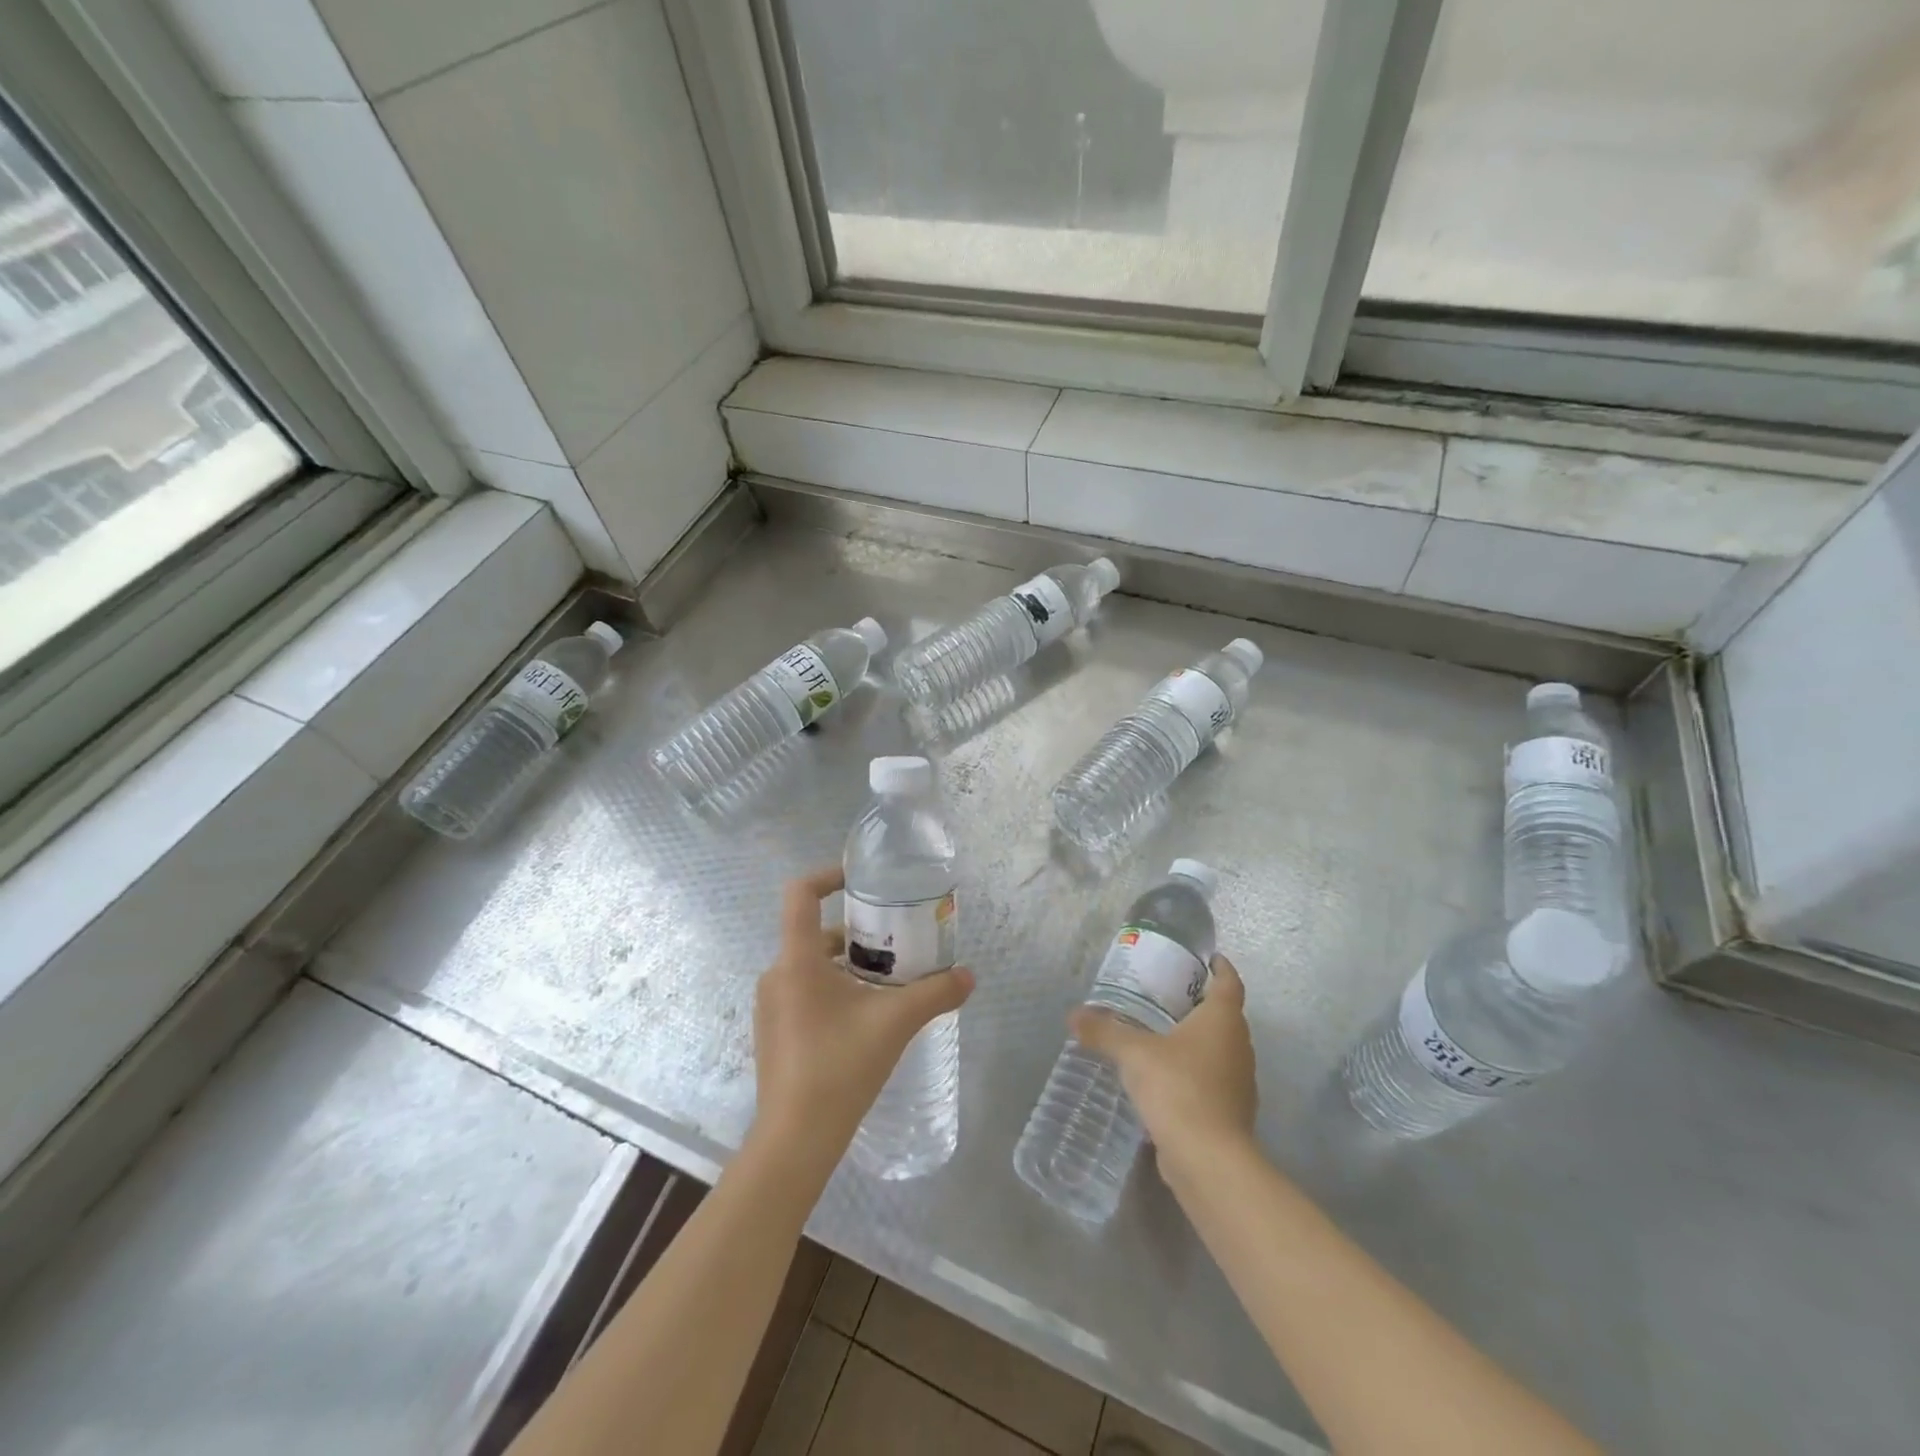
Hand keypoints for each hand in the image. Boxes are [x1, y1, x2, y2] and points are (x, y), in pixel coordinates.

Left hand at [751, 867, 973, 1172]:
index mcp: (798, 960)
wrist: (796, 1139)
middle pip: (814, 933)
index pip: (801, 894)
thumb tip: (969, 977)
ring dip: (847, 964)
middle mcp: (777, 974)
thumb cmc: (841, 1066)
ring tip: (887, 981)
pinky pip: (803, 992)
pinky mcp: (773, 1032)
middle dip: (855, 931)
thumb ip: (935, 993)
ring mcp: (771, 1006)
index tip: (861, 880)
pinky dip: (833, 989)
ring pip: (811, 965)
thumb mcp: (896, 1023)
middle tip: (893, 940)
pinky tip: (864, 1017)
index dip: (828, 876)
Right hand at [1070, 952, 1257, 1177]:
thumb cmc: (1178, 1088)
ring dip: (1197, 1040)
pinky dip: (1194, 1072)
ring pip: (1220, 1049)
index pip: (1230, 982)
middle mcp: (1239, 1046)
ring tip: (1161, 1034)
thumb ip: (1104, 1032)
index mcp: (1223, 1020)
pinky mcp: (1231, 1113)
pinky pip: (1213, 1079)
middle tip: (1167, 995)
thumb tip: (1073, 1015)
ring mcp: (1239, 1082)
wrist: (1208, 1160)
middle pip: (1225, 1015)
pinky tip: (1165, 1078)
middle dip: (1201, 1004)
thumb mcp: (1133, 1054)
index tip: (1207, 958)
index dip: (1220, 967)